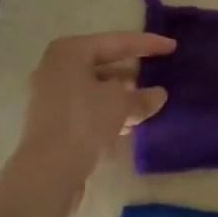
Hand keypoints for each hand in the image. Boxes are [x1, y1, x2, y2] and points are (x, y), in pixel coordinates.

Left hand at [12, 31, 175, 188]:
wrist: (45, 174)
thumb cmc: (83, 122)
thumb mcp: (120, 104)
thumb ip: (141, 96)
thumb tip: (158, 95)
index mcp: (70, 51)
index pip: (117, 42)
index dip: (147, 44)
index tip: (172, 46)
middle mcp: (56, 67)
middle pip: (103, 64)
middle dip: (132, 73)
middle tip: (158, 74)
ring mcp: (51, 96)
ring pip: (95, 89)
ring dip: (121, 97)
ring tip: (148, 105)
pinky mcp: (51, 123)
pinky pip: (87, 108)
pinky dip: (107, 113)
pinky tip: (128, 125)